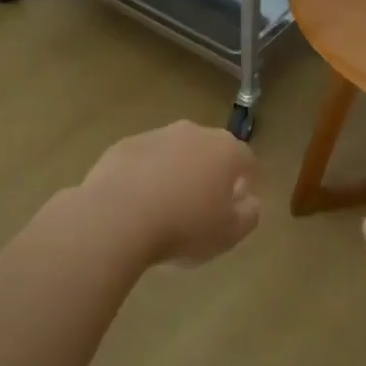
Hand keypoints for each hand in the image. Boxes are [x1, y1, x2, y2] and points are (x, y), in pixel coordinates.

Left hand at [78, 121, 260, 267]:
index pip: (247, 161)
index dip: (246, 184)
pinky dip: (145, 177)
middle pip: (210, 152)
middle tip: (201, 209)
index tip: (236, 207)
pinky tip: (136, 205)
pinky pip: (143, 161)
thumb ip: (249, 214)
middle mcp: (193, 133)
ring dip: (175, 174)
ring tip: (164, 209)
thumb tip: (249, 201)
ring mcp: (155, 135)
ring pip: (174, 154)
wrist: (117, 217)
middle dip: (209, 175)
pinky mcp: (123, 145)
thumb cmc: (184, 226)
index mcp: (225, 150)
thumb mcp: (229, 233)